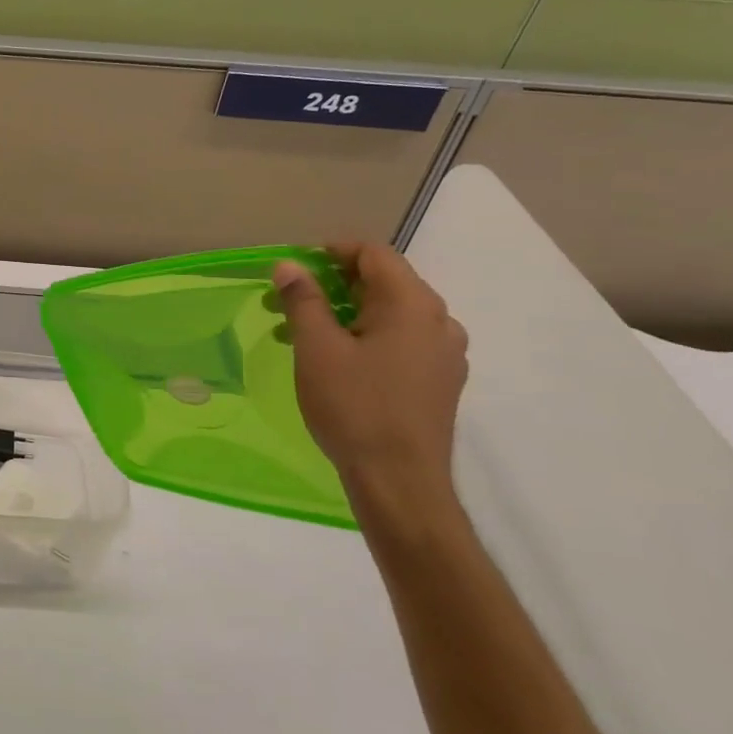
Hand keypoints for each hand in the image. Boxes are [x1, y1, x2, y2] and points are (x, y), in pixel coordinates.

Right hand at [272, 243, 468, 529]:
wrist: (400, 481)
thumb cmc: (354, 406)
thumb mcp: (317, 349)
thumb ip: (304, 300)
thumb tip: (290, 266)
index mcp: (412, 304)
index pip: (374, 254)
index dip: (332, 252)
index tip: (294, 269)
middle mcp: (438, 321)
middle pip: (384, 282)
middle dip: (332, 286)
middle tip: (287, 302)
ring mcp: (444, 354)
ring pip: (391, 315)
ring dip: (346, 314)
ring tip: (302, 335)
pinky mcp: (440, 381)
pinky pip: (401, 341)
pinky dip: (366, 338)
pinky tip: (336, 362)